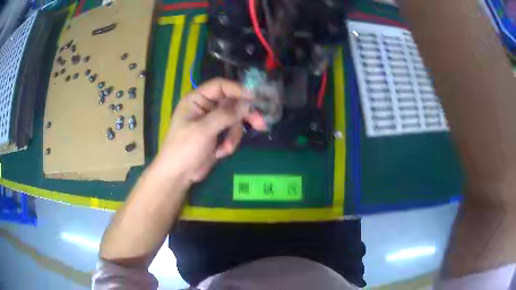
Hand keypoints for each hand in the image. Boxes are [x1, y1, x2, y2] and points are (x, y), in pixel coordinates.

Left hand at [155, 78, 265, 182]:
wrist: (178, 175)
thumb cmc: (185, 149)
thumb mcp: (204, 130)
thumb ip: (225, 115)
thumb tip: (247, 103)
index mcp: (196, 99)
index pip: (220, 86)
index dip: (237, 89)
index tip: (255, 97)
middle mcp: (205, 107)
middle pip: (231, 103)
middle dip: (243, 115)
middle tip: (260, 123)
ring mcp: (212, 121)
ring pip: (234, 119)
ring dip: (234, 135)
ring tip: (226, 149)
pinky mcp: (217, 134)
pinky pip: (231, 132)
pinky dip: (229, 143)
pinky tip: (220, 153)